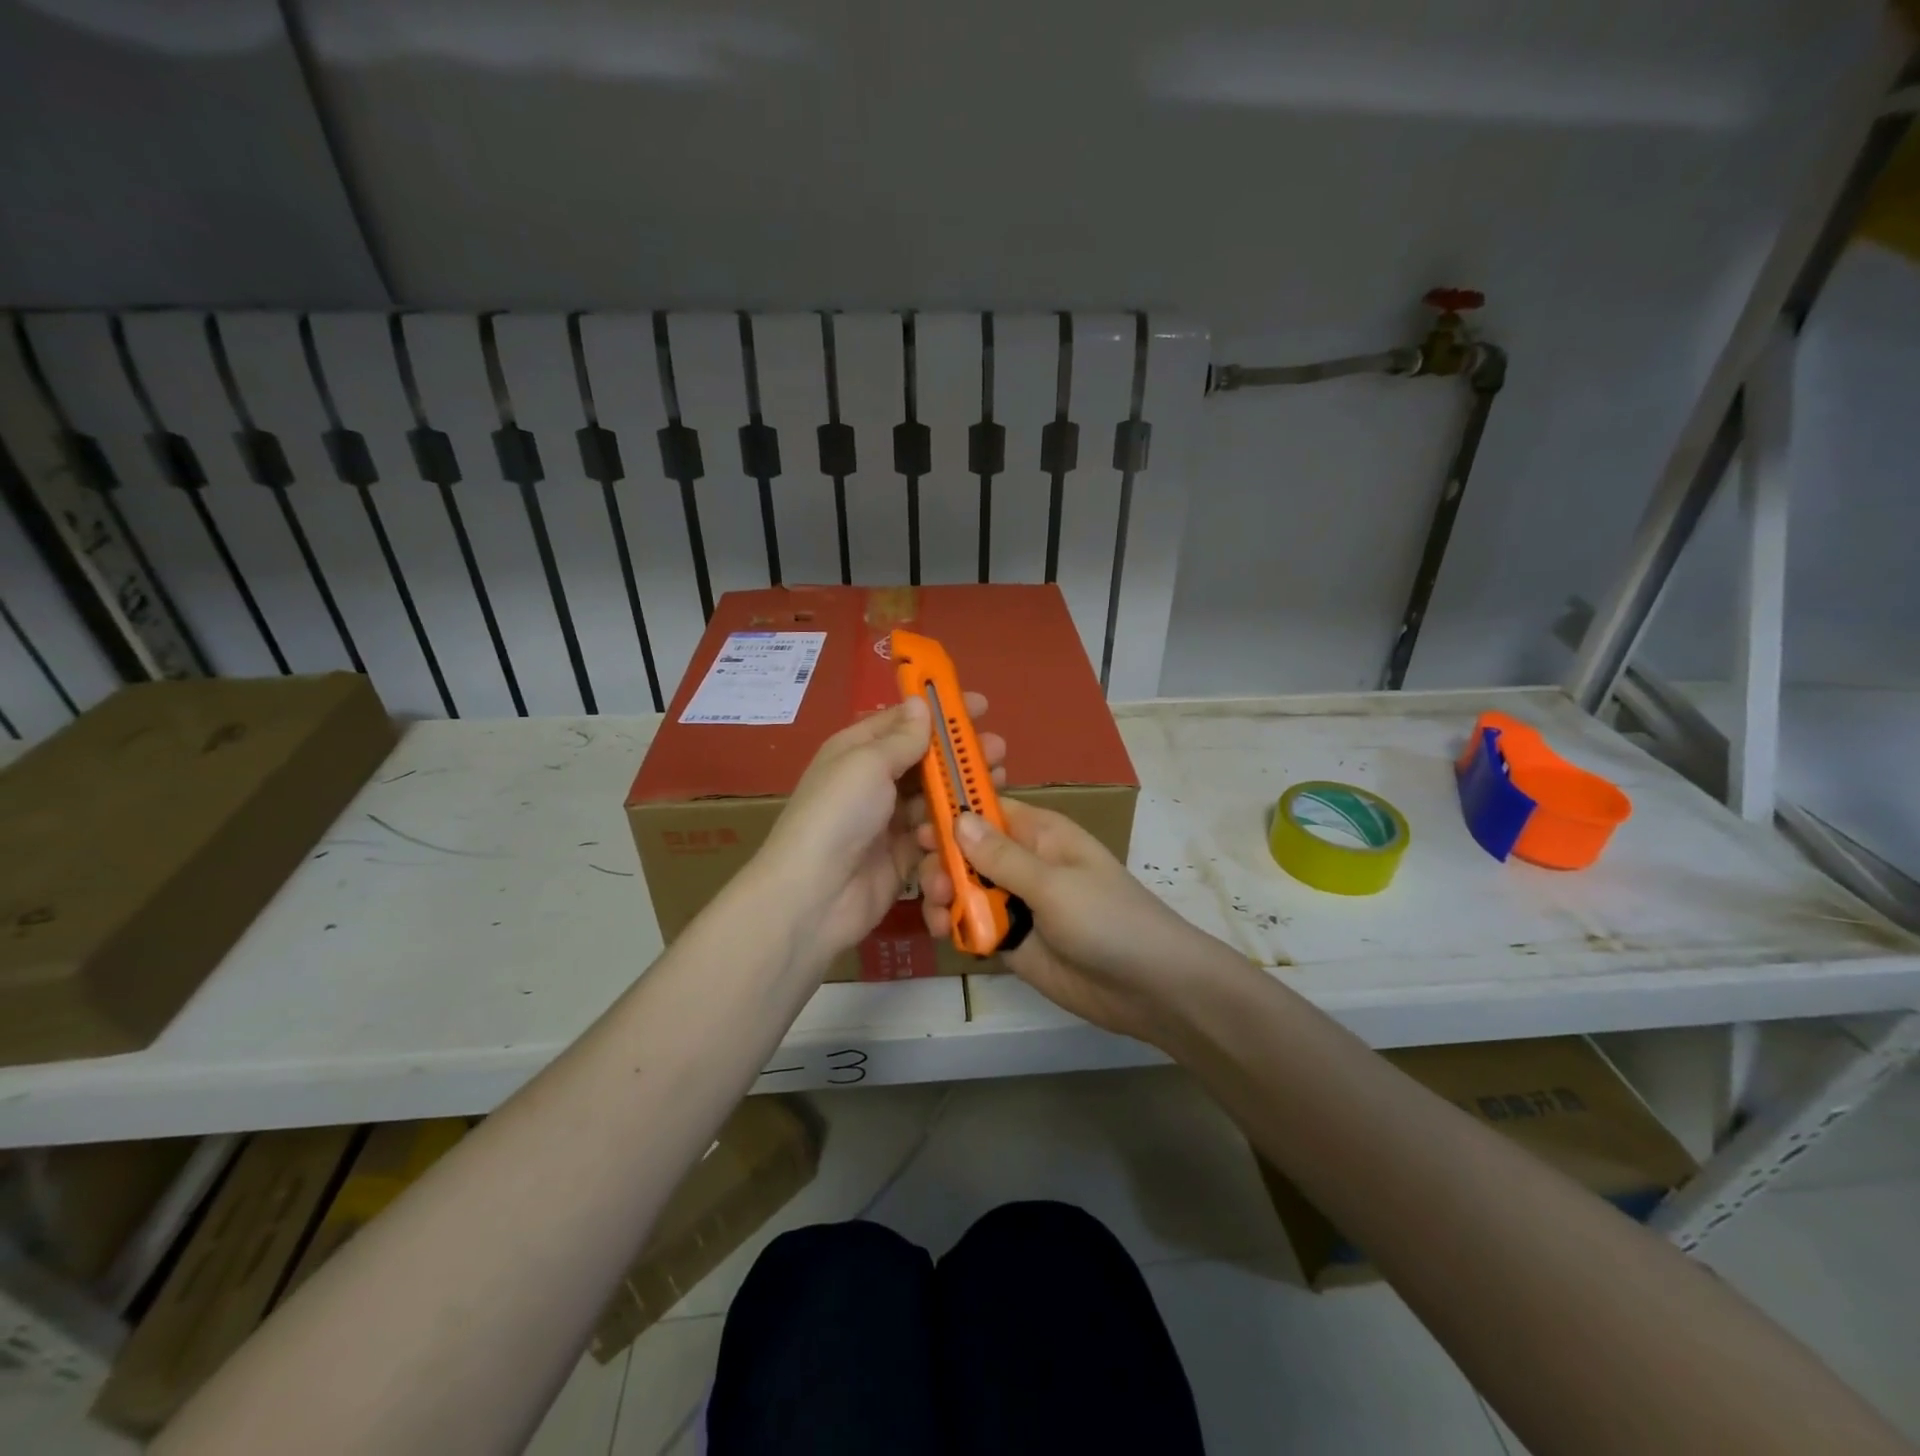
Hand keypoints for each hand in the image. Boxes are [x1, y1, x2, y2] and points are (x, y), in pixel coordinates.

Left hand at [753, 694, 1003, 974]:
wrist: (814, 895)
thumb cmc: (839, 814)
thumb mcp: (868, 763)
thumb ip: (902, 737)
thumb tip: (920, 703)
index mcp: (858, 750)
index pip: (904, 721)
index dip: (940, 712)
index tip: (981, 707)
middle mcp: (873, 781)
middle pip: (925, 760)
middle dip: (961, 753)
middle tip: (999, 751)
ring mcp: (888, 821)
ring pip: (935, 797)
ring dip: (964, 789)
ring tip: (998, 783)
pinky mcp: (903, 856)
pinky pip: (935, 834)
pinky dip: (954, 827)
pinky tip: (976, 823)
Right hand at [916, 800, 1214, 1046]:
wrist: (1148, 989)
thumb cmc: (1108, 920)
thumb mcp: (1054, 884)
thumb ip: (1002, 857)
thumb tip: (957, 818)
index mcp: (1040, 833)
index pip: (986, 808)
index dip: (951, 811)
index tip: (916, 824)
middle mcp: (1023, 862)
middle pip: (967, 850)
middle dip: (943, 861)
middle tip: (934, 883)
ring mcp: (1016, 902)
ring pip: (964, 887)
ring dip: (944, 895)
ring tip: (940, 913)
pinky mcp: (1011, 939)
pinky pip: (972, 923)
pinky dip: (955, 925)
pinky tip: (947, 933)